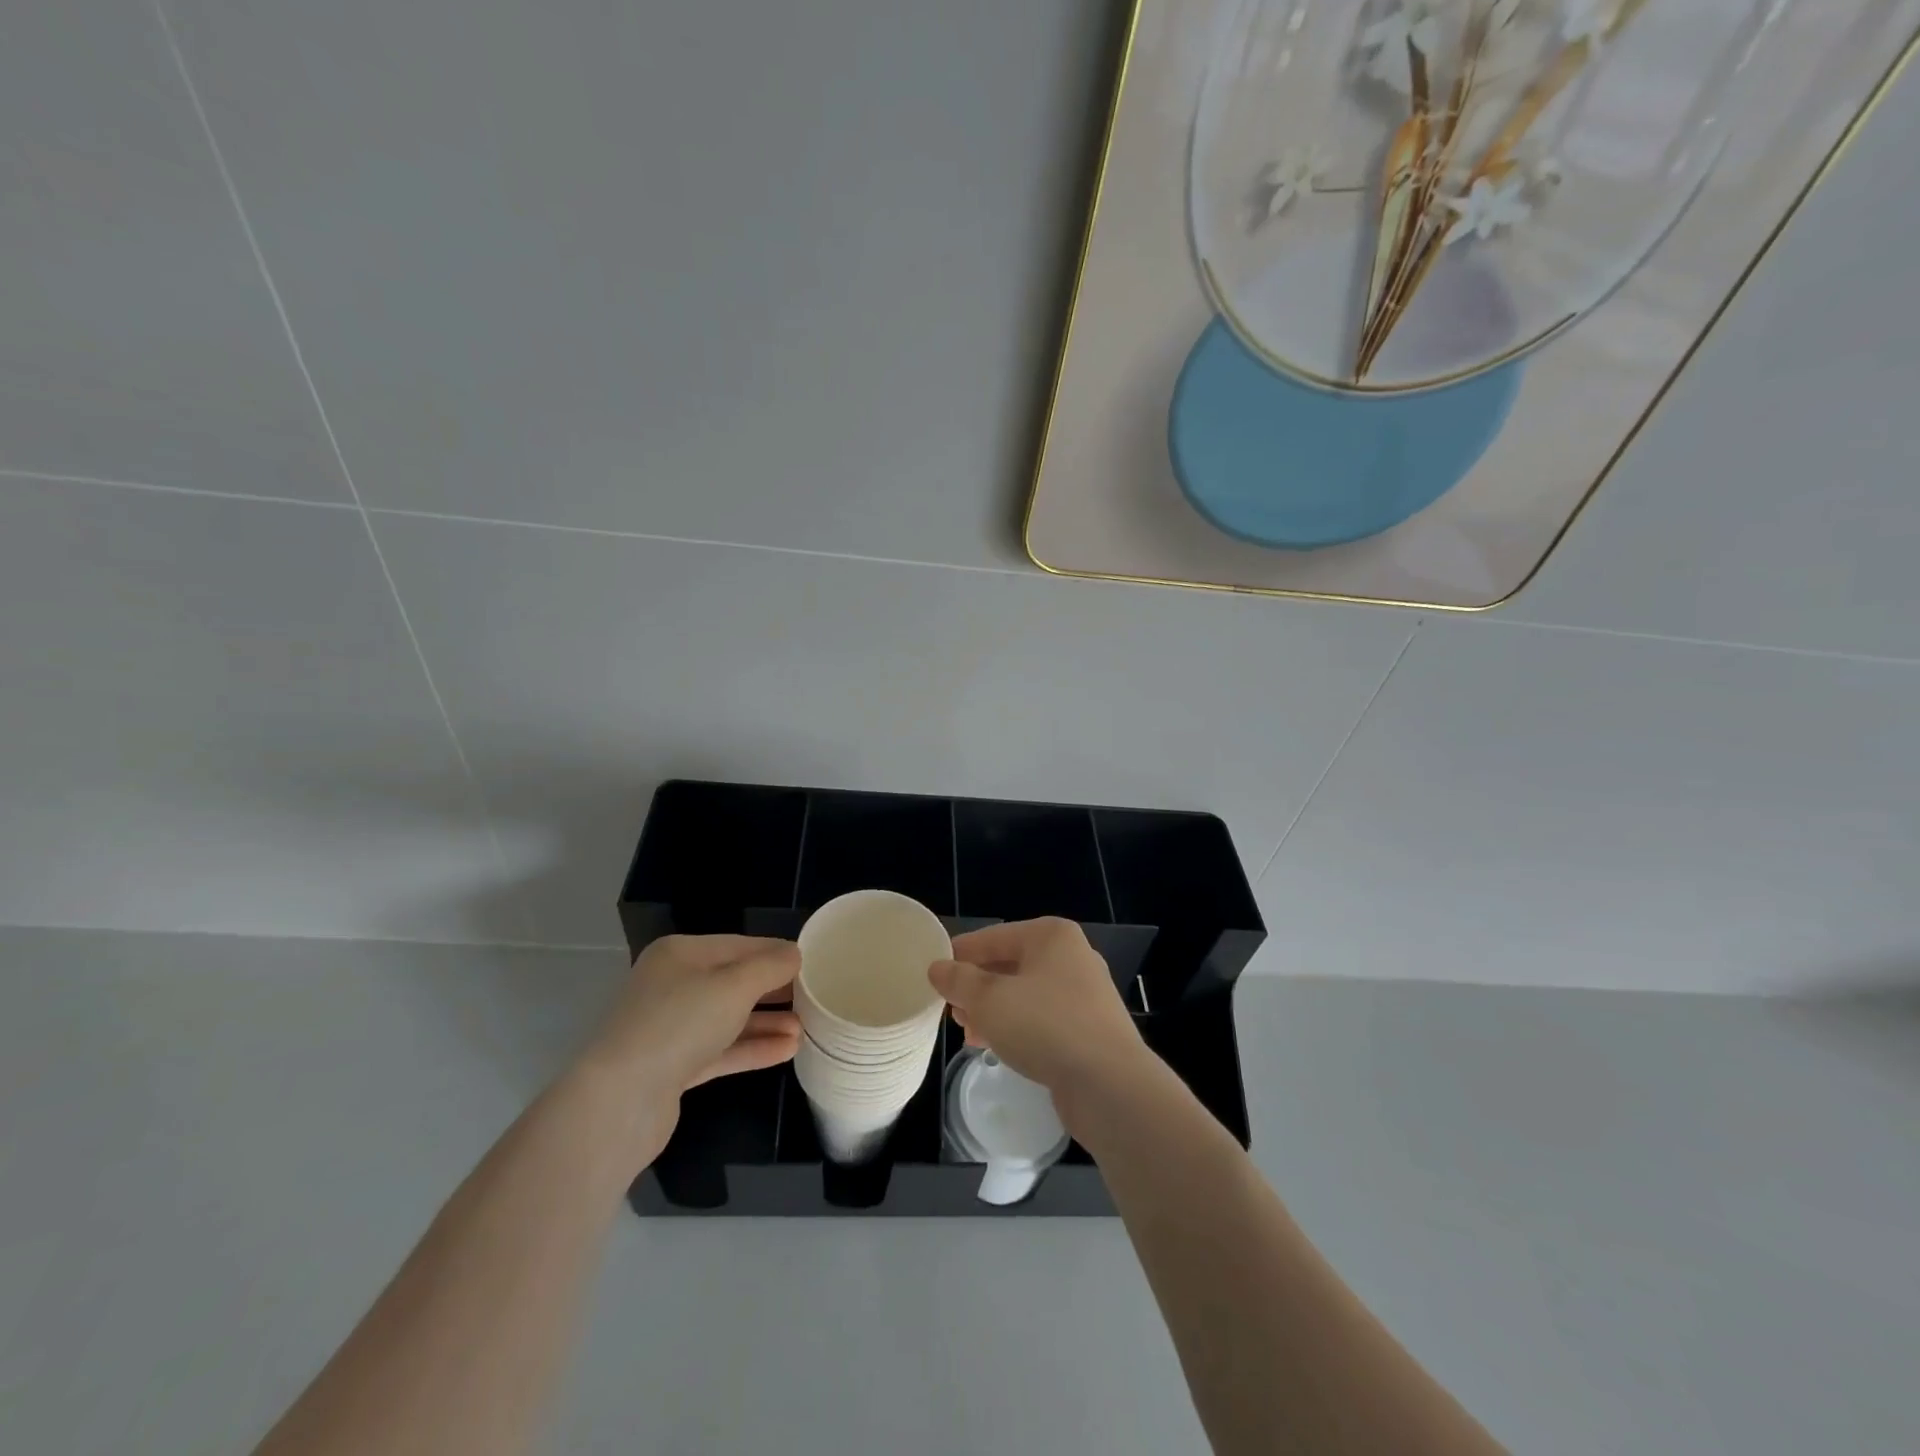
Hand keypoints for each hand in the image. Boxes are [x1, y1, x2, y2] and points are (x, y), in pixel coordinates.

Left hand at [580, 935, 801, 1158]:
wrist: (619, 1101)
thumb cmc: (679, 1024)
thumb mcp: (735, 985)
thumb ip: (770, 966)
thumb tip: (795, 954)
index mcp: (680, 954)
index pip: (740, 945)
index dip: (777, 953)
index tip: (814, 963)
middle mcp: (672, 985)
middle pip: (734, 981)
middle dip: (774, 990)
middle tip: (814, 997)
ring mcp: (670, 1028)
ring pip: (729, 1018)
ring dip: (768, 1022)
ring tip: (806, 1028)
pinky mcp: (672, 1067)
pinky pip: (721, 1050)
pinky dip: (752, 1048)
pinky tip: (787, 1050)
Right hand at [929, 918, 1149, 1104]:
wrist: (1110, 1084)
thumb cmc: (1045, 1026)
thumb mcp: (989, 1000)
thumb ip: (959, 981)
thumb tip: (938, 968)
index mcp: (1050, 935)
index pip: (993, 937)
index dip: (959, 955)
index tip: (933, 975)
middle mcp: (1072, 956)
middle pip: (1009, 965)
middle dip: (977, 988)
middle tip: (951, 1011)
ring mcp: (1085, 993)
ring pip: (1025, 994)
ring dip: (994, 1011)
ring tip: (969, 1034)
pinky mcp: (1090, 1027)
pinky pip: (1043, 1018)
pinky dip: (1018, 1027)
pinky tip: (997, 1047)